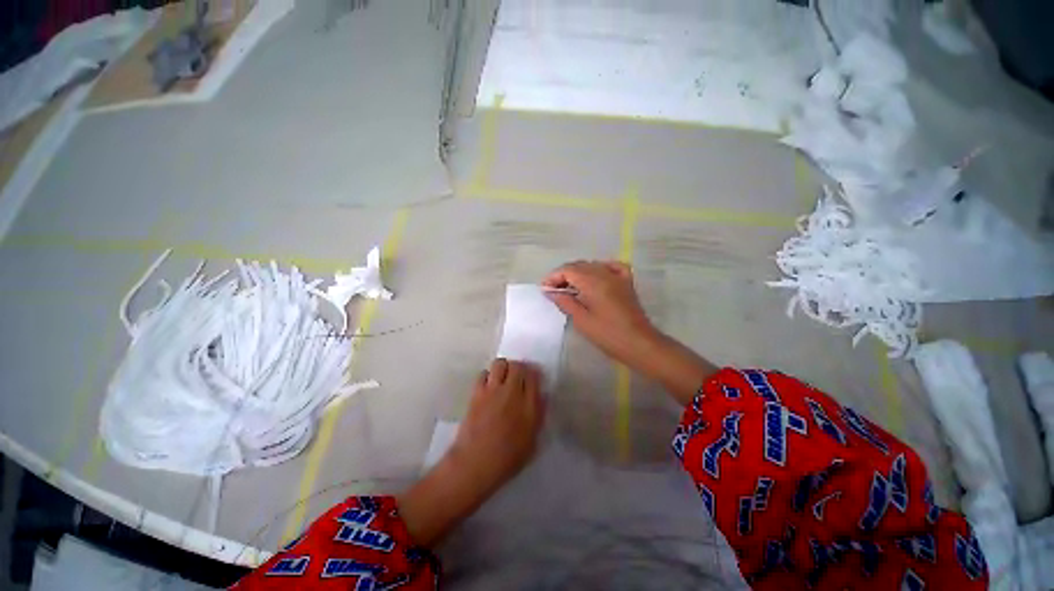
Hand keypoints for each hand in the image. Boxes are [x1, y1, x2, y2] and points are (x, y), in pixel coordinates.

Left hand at [398, 359, 543, 547]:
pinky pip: (483, 373)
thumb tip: (541, 396)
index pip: (534, 376)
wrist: (475, 464)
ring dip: (503, 368)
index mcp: (529, 405)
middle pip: (518, 366)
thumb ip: (538, 416)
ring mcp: (493, 390)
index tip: (533, 378)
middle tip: (518, 377)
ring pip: (500, 364)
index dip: (534, 373)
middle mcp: (512, 392)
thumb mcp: (532, 442)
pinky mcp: (477, 393)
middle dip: (519, 368)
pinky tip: (488, 386)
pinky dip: (487, 376)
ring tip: (503, 378)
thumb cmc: (507, 459)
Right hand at [543, 260, 718, 404]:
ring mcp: (617, 276)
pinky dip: (600, 268)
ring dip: (578, 273)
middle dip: (563, 275)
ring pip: (593, 265)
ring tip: (569, 287)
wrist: (638, 343)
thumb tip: (550, 291)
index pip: (568, 270)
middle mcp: (605, 273)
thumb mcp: (581, 320)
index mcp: (592, 281)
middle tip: (553, 290)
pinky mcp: (626, 282)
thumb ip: (565, 301)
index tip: (544, 289)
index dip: (553, 277)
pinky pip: (612, 266)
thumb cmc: (607, 334)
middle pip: (579, 265)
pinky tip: (595, 276)